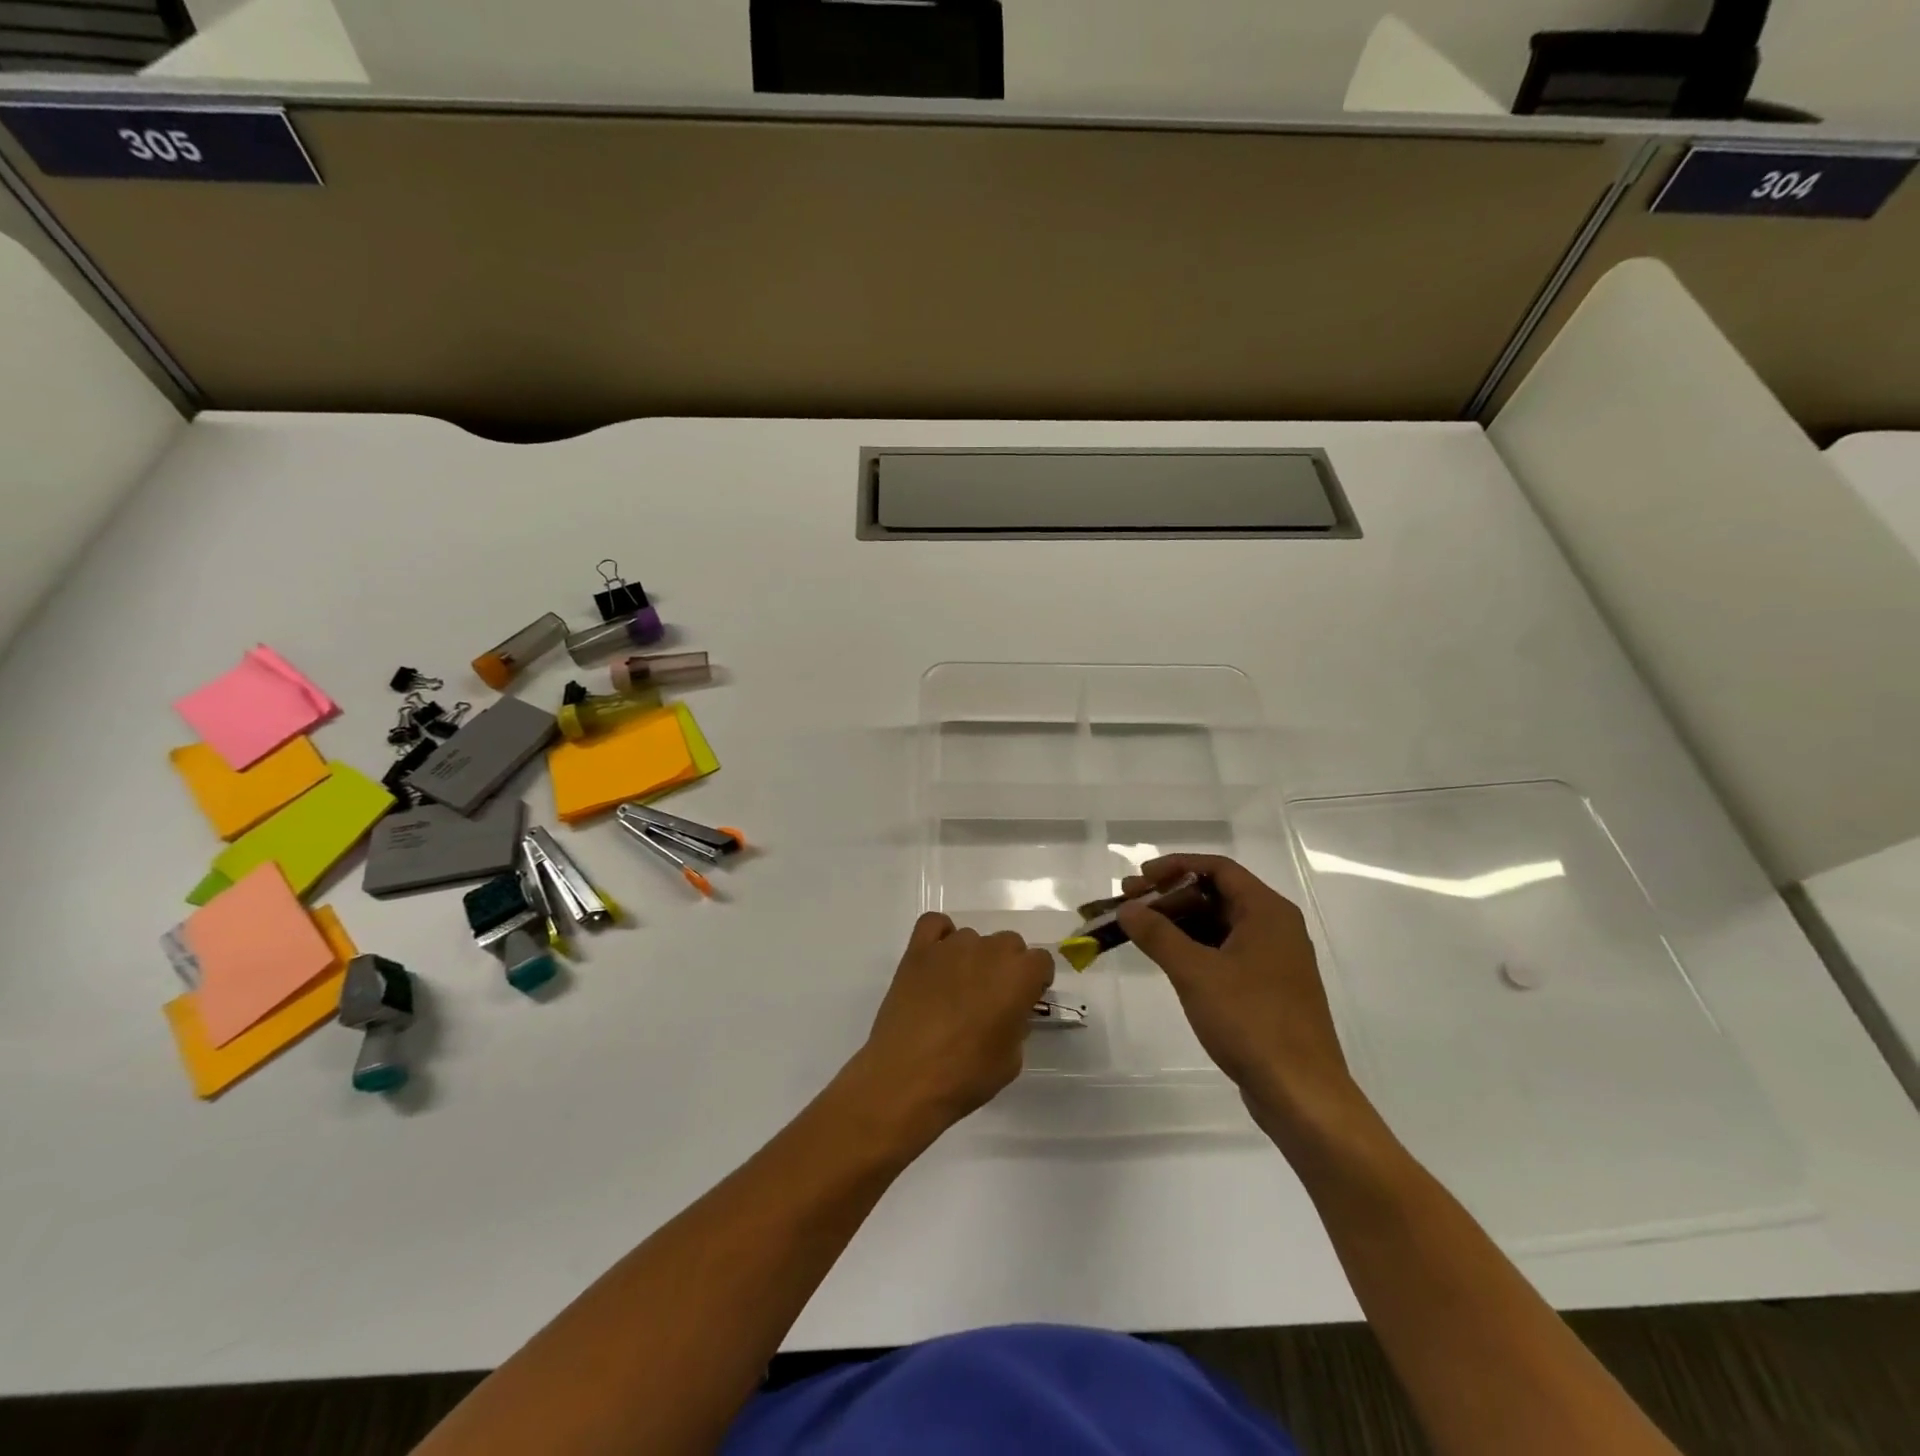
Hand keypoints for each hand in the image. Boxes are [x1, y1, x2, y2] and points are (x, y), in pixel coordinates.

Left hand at [848, 913, 1053, 1144]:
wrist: (906, 1078)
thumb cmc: (966, 1075)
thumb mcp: (1011, 1060)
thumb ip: (1016, 1025)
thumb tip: (1008, 1013)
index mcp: (1018, 976)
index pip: (1041, 960)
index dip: (1035, 980)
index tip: (1026, 1000)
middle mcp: (988, 951)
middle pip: (1009, 943)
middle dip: (1007, 966)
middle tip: (993, 997)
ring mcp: (950, 947)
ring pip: (973, 938)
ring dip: (973, 957)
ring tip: (958, 989)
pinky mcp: (918, 950)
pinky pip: (934, 924)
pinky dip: (940, 936)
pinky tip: (938, 961)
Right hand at [1117, 855, 1367, 1141]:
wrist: (1301, 1093)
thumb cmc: (1251, 1021)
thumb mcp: (1195, 973)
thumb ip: (1158, 935)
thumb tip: (1128, 909)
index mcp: (1267, 912)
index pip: (1218, 868)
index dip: (1175, 867)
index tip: (1140, 878)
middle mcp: (1275, 927)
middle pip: (1217, 894)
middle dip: (1171, 896)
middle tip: (1129, 904)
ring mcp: (1274, 959)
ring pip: (1219, 925)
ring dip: (1179, 923)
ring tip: (1139, 931)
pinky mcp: (1268, 988)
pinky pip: (1226, 952)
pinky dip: (1195, 948)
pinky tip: (1168, 959)